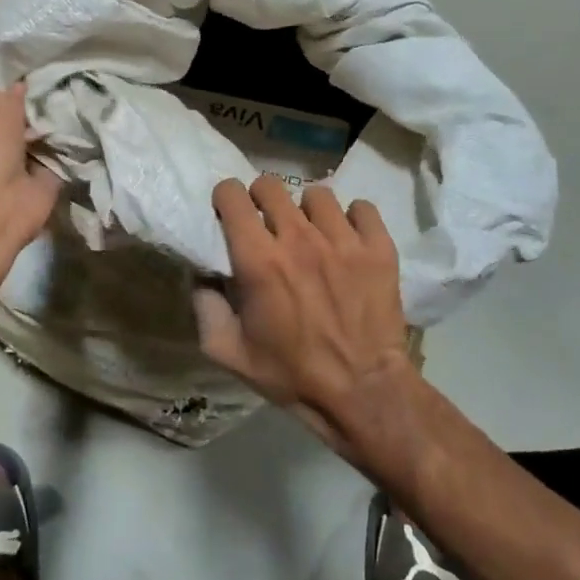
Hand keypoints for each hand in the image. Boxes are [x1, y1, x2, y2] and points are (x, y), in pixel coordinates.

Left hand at [0, 82, 62, 251]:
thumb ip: (0, 91)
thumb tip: (17, 89)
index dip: (10, 91)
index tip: (34, 82)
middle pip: (20, 120)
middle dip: (38, 110)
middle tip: (61, 96)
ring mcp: (17, 166)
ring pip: (41, 139)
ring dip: (55, 130)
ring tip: (76, 110)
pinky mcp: (41, 184)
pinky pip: (58, 159)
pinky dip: (69, 151)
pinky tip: (83, 134)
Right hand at [193, 175, 414, 453]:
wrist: (363, 393)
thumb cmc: (291, 375)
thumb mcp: (229, 353)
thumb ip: (205, 307)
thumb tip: (201, 273)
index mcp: (258, 260)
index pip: (233, 195)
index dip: (227, 199)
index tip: (230, 214)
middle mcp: (298, 239)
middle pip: (271, 185)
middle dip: (261, 199)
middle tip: (267, 224)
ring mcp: (343, 240)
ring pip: (317, 194)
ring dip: (307, 210)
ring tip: (311, 233)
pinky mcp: (378, 248)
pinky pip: (362, 208)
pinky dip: (353, 218)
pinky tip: (347, 239)